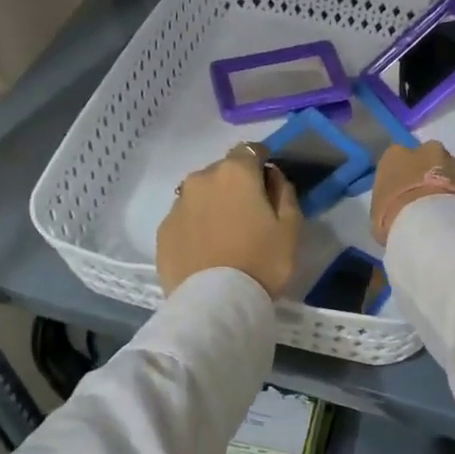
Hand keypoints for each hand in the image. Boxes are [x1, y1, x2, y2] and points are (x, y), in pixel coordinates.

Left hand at [157, 144, 302, 297]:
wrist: (215, 303)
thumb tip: (272, 176)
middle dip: (236, 184)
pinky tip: (206, 249)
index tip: (268, 181)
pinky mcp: (163, 231)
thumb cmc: (262, 262)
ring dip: (213, 204)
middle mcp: (201, 179)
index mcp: (235, 172)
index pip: (250, 150)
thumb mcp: (291, 228)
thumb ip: (284, 193)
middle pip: (223, 172)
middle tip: (249, 213)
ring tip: (225, 234)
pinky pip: (185, 218)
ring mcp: (177, 204)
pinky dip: (196, 225)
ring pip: (200, 195)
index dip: (261, 162)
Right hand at [370, 141, 454, 245]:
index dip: (403, 177)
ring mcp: (454, 160)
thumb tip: (396, 211)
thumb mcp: (378, 215)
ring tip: (450, 209)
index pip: (398, 160)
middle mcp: (425, 149)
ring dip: (451, 182)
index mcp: (394, 156)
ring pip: (453, 168)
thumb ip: (388, 204)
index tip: (404, 194)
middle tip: (429, 200)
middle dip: (429, 173)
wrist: (432, 224)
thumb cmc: (394, 219)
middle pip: (428, 158)